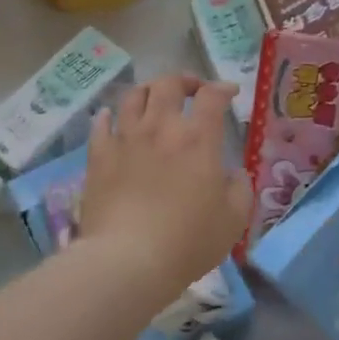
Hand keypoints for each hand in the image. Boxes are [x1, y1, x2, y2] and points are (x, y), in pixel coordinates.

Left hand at [79, 75, 251, 305]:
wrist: (128, 260)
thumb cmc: (188, 241)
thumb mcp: (234, 220)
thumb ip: (240, 189)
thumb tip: (235, 173)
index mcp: (198, 139)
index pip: (211, 97)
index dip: (222, 88)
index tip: (229, 93)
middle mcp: (161, 128)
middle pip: (168, 85)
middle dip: (184, 80)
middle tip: (192, 90)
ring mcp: (125, 139)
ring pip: (133, 96)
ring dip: (148, 91)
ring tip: (154, 99)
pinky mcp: (98, 156)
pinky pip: (101, 124)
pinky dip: (109, 116)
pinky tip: (112, 119)